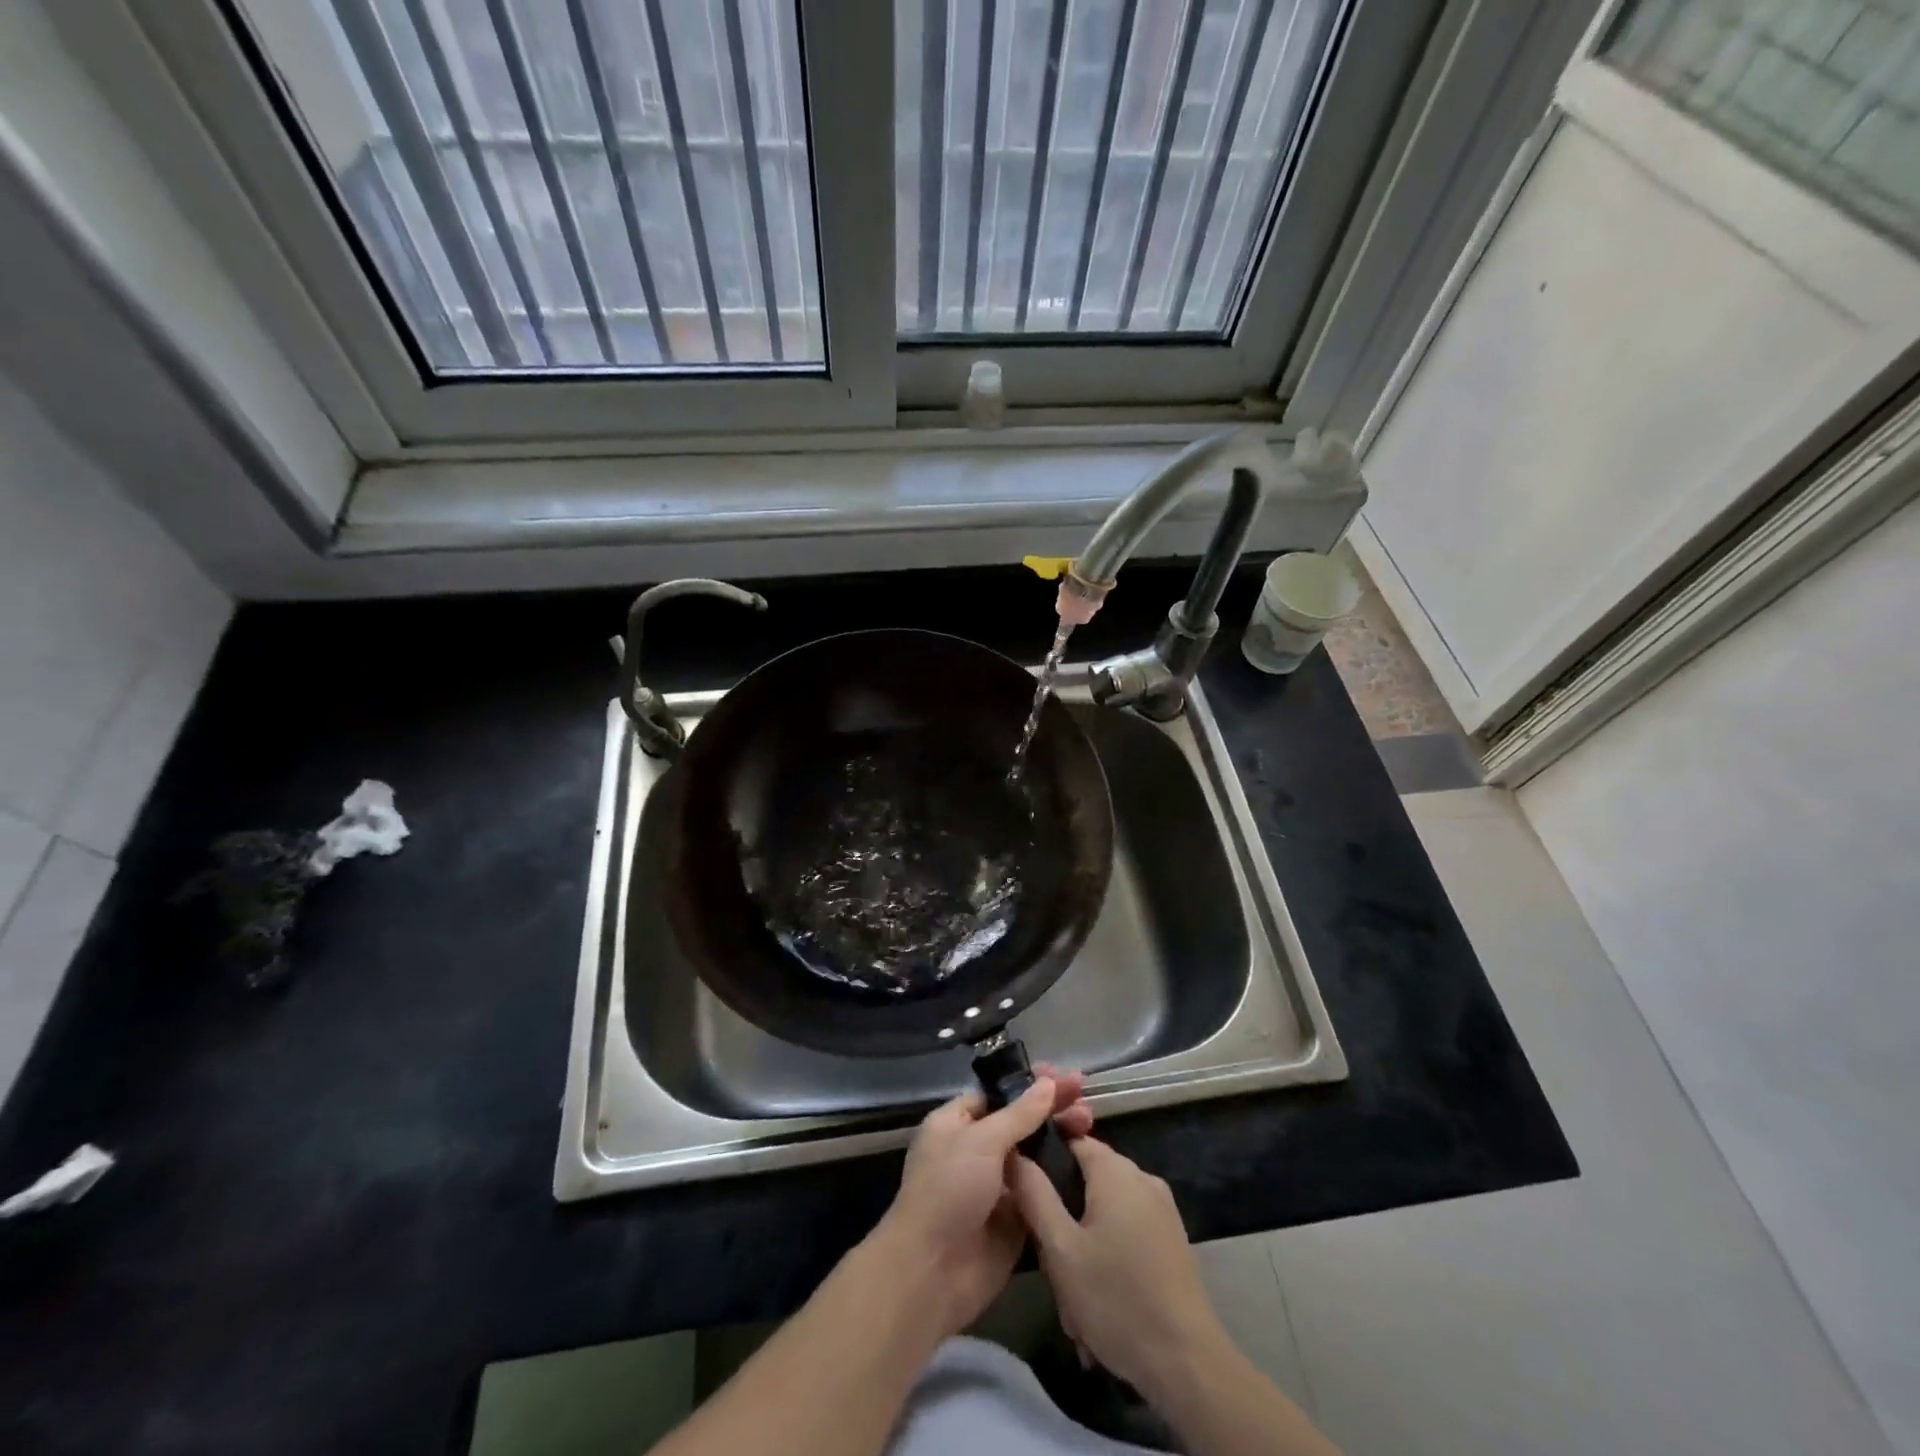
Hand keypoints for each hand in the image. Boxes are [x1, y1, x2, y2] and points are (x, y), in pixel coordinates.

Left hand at [867, 1069, 1092, 1337]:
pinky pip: (1041, 1192)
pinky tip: (1089, 1162)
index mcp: (957, 1124)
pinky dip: (1062, 1178)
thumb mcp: (982, 1142)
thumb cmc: (948, 1191)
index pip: (998, 1094)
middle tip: (1085, 1096)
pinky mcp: (1015, 1220)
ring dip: (1060, 1137)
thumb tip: (1046, 1082)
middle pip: (1020, 1122)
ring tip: (1090, 1122)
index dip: (1029, 1084)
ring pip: (1034, 1155)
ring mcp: (997, 1186)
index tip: (1062, 1075)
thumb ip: (1019, 1114)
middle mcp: (976, 1151)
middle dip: (1050, 1107)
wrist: (931, 1273)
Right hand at [1011, 1136, 1224, 1400]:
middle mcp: (1141, 1177)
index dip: (1043, 1162)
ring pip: (1104, 1214)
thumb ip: (1034, 1194)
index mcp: (1115, 1170)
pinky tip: (1099, 1307)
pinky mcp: (1171, 1238)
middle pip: (1086, 1181)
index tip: (1026, 1197)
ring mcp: (1161, 1209)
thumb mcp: (1061, 1249)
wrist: (1188, 1364)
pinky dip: (1108, 1260)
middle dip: (1064, 1222)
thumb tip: (1014, 1154)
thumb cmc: (1116, 1299)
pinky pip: (1126, 1233)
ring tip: (1075, 1304)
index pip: (1070, 1140)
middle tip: (1052, 1269)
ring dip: (1084, 1250)